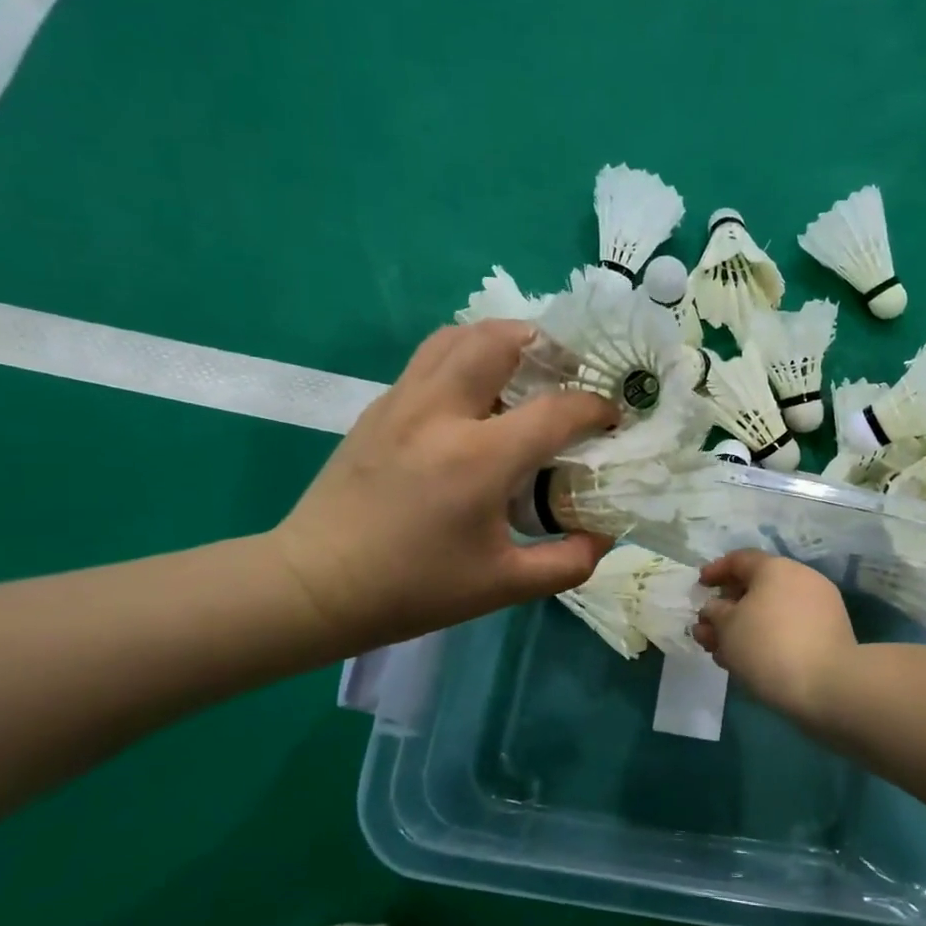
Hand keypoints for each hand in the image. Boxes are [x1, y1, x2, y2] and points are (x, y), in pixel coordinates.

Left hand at [269, 321, 616, 651]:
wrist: (315, 585)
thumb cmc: (414, 588)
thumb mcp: (504, 586)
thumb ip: (568, 562)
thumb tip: (604, 534)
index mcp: (479, 458)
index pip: (557, 409)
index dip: (596, 408)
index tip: (611, 419)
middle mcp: (441, 413)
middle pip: (501, 339)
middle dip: (547, 344)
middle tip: (568, 371)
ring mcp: (403, 402)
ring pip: (459, 336)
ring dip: (502, 340)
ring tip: (525, 369)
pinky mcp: (379, 407)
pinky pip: (431, 358)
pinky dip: (466, 357)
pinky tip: (477, 396)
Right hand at [695, 550, 856, 722]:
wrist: (829, 685)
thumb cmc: (768, 646)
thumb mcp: (727, 627)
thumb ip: (715, 613)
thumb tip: (716, 608)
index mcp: (775, 568)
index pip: (740, 560)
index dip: (716, 570)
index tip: (700, 585)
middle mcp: (800, 579)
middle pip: (755, 588)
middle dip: (727, 609)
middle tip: (707, 630)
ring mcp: (819, 606)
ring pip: (771, 612)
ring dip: (743, 629)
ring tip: (722, 654)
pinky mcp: (828, 633)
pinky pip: (788, 628)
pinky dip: (766, 639)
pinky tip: (748, 663)